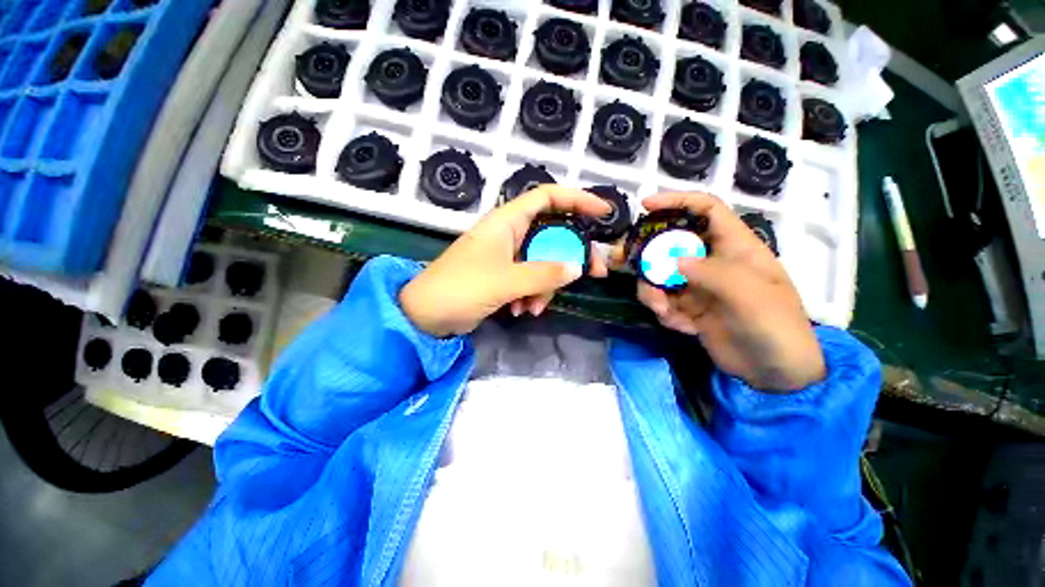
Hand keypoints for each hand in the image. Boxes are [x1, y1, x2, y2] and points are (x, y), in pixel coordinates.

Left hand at [400, 186, 611, 337]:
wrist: (426, 316)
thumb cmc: (460, 288)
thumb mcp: (505, 281)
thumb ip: (543, 274)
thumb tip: (578, 267)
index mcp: (506, 221)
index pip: (548, 197)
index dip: (578, 200)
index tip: (604, 213)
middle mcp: (509, 234)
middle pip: (553, 235)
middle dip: (573, 255)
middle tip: (595, 273)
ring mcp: (508, 256)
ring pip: (544, 262)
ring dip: (546, 286)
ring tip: (534, 307)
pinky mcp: (505, 276)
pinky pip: (531, 280)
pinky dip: (532, 295)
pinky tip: (523, 311)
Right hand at [629, 193, 825, 391]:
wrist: (775, 374)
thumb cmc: (776, 327)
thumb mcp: (751, 297)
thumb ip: (711, 273)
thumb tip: (672, 260)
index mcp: (735, 247)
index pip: (706, 210)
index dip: (677, 201)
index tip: (646, 205)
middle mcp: (713, 261)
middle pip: (671, 244)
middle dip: (648, 254)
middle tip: (624, 261)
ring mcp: (698, 286)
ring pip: (660, 275)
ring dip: (653, 292)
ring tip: (664, 311)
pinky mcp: (689, 308)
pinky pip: (664, 301)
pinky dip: (664, 313)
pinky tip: (681, 327)